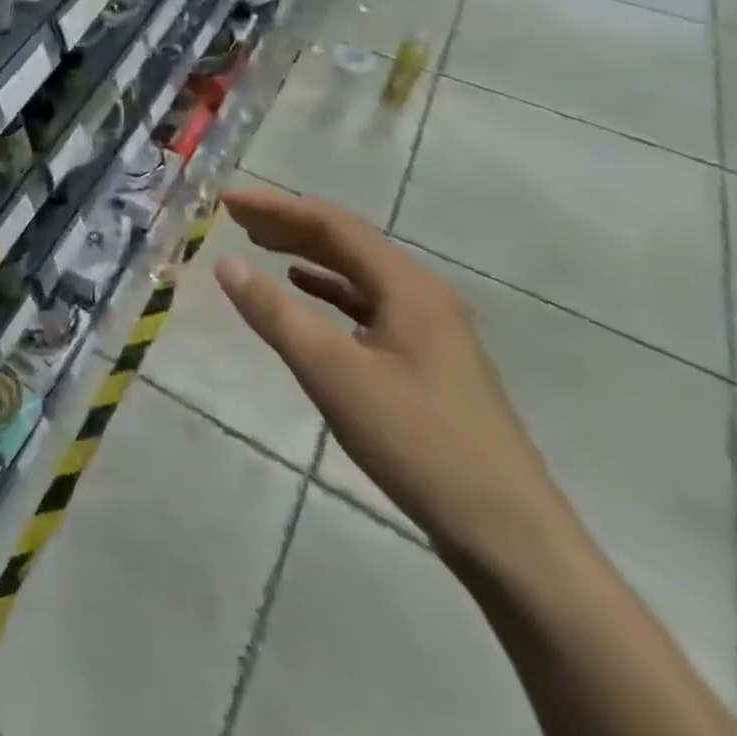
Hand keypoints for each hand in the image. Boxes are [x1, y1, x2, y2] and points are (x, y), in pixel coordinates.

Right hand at [214, 184, 574, 567]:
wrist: (510, 537)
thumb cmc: (417, 442)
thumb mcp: (333, 373)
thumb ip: (276, 313)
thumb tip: (226, 263)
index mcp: (408, 287)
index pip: (332, 224)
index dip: (276, 206)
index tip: (227, 200)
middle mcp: (422, 296)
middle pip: (347, 242)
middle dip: (288, 224)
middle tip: (236, 217)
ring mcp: (429, 330)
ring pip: (357, 273)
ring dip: (307, 253)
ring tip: (260, 245)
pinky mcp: (427, 362)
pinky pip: (367, 305)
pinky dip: (329, 290)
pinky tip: (305, 291)